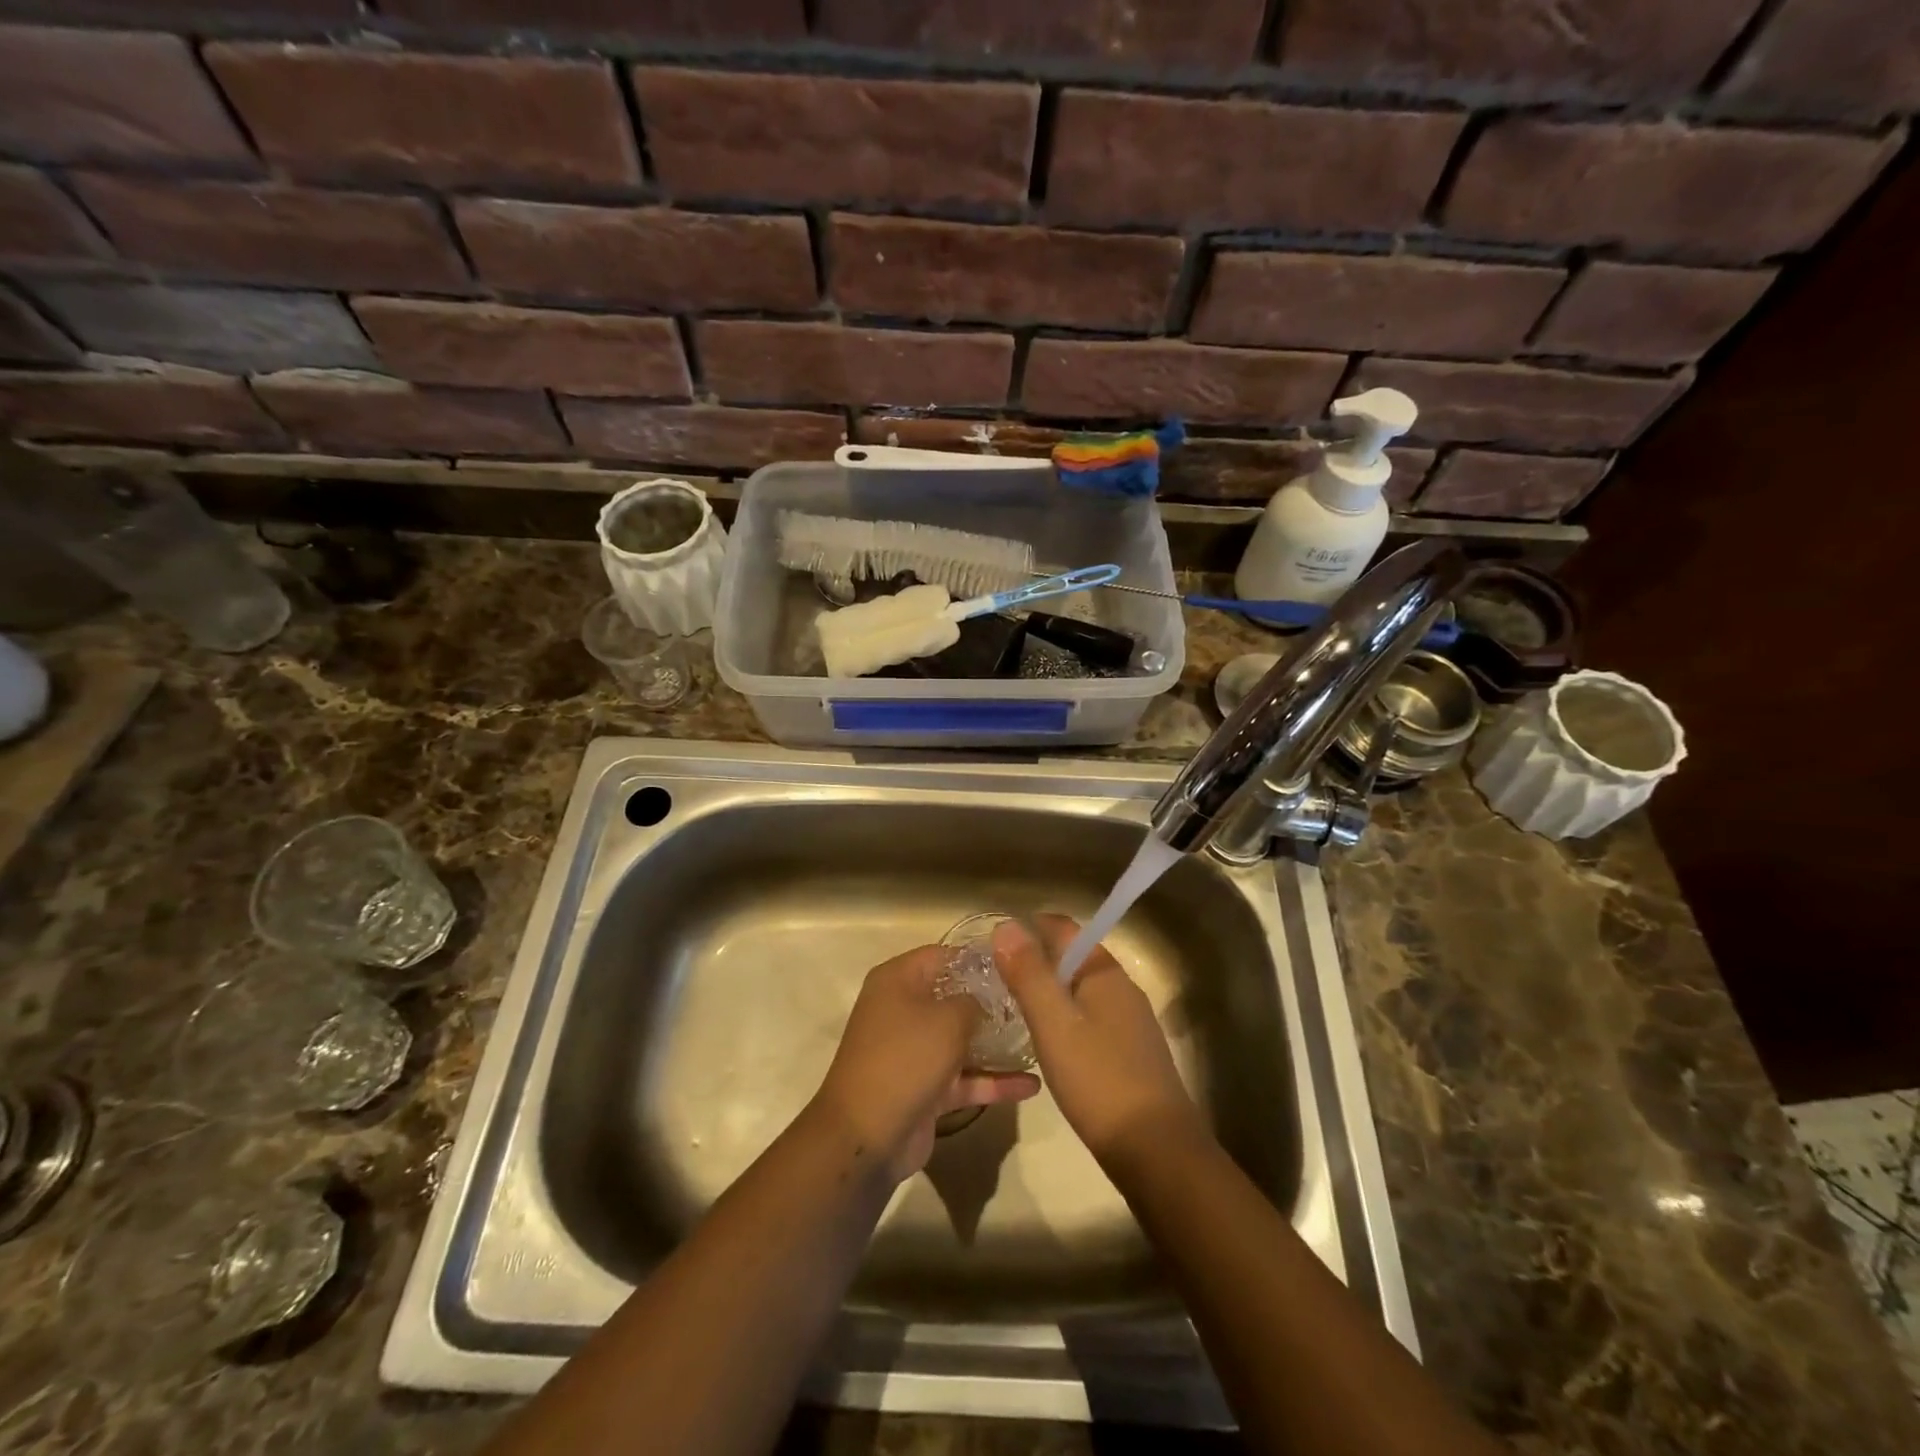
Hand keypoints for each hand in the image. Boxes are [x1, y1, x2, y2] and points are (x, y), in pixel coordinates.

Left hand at [813, 945, 1039, 1183]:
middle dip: (992, 1001)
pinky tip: (1032, 1086)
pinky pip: (964, 1077)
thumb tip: (985, 1000)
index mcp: (898, 981)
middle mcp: (903, 1010)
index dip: (978, 958)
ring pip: (961, 1039)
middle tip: (1032, 1000)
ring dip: (996, 1043)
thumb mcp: (947, 1020)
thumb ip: (974, 1001)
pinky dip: (993, 1081)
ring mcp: (914, 1051)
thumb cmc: (905, 1059)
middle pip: (953, 997)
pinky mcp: (926, 1088)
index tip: (1017, 964)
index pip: (943, 956)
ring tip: (1039, 1038)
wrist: (866, 1137)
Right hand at [994, 914, 1204, 1163]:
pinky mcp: (1131, 1052)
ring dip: (1051, 991)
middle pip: (1074, 957)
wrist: (1157, 1151)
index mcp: (1105, 973)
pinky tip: (1050, 1043)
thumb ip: (1029, 974)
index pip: (1065, 928)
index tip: (995, 944)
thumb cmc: (1099, 1080)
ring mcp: (1131, 1022)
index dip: (1030, 928)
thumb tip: (1005, 925)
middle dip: (1037, 960)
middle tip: (996, 978)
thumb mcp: (1054, 1024)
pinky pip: (1091, 1018)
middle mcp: (1122, 988)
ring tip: (1013, 1008)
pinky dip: (1067, 1018)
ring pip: (1082, 990)